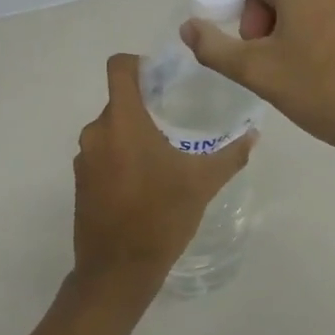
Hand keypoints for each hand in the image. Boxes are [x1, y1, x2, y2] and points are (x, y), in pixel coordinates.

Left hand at [69, 54, 256, 312]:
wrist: (117, 271)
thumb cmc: (160, 218)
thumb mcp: (202, 184)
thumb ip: (230, 155)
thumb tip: (254, 134)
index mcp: (123, 122)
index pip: (119, 67)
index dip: (139, 63)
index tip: (163, 78)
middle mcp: (96, 132)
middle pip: (119, 101)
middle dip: (146, 106)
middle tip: (176, 120)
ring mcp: (85, 158)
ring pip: (111, 129)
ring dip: (134, 134)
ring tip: (165, 153)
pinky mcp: (81, 182)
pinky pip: (103, 154)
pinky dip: (121, 157)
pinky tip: (146, 181)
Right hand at [180, 0, 334, 164]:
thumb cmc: (323, 91)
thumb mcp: (257, 72)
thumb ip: (214, 47)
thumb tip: (189, 27)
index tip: (218, 6)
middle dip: (255, 4)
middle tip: (252, 46)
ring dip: (279, 14)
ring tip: (278, 59)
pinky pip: (326, 1)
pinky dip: (305, 18)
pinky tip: (307, 60)